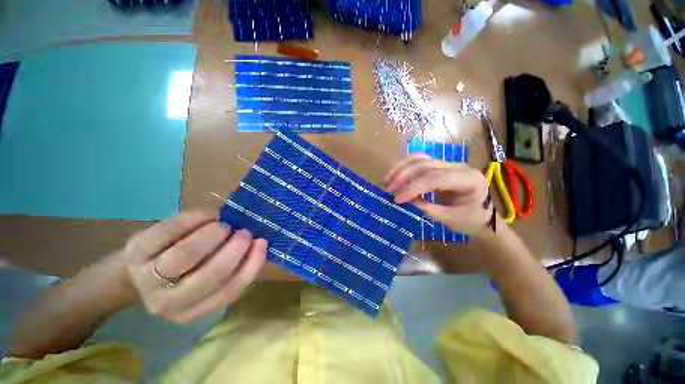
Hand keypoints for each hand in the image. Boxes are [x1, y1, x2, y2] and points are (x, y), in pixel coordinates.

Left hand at [122, 210, 266, 322]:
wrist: (140, 269)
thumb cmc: (184, 272)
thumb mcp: (207, 281)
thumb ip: (232, 268)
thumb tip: (256, 244)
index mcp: (193, 310)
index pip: (229, 291)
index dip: (250, 265)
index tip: (261, 243)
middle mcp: (168, 302)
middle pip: (209, 275)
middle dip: (233, 249)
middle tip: (244, 232)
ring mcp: (147, 277)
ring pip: (187, 255)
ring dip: (214, 235)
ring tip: (223, 225)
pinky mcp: (136, 250)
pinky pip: (169, 231)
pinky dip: (195, 219)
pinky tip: (208, 215)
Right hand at [384, 154, 490, 235]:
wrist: (481, 215)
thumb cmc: (469, 220)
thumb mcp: (448, 218)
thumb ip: (426, 207)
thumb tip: (404, 199)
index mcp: (469, 180)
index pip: (435, 178)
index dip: (413, 187)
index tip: (397, 199)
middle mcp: (459, 166)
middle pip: (426, 164)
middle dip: (404, 176)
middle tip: (388, 189)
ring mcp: (449, 164)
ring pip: (421, 159)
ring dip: (401, 168)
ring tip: (388, 180)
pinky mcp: (440, 166)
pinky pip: (421, 161)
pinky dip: (406, 167)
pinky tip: (396, 175)